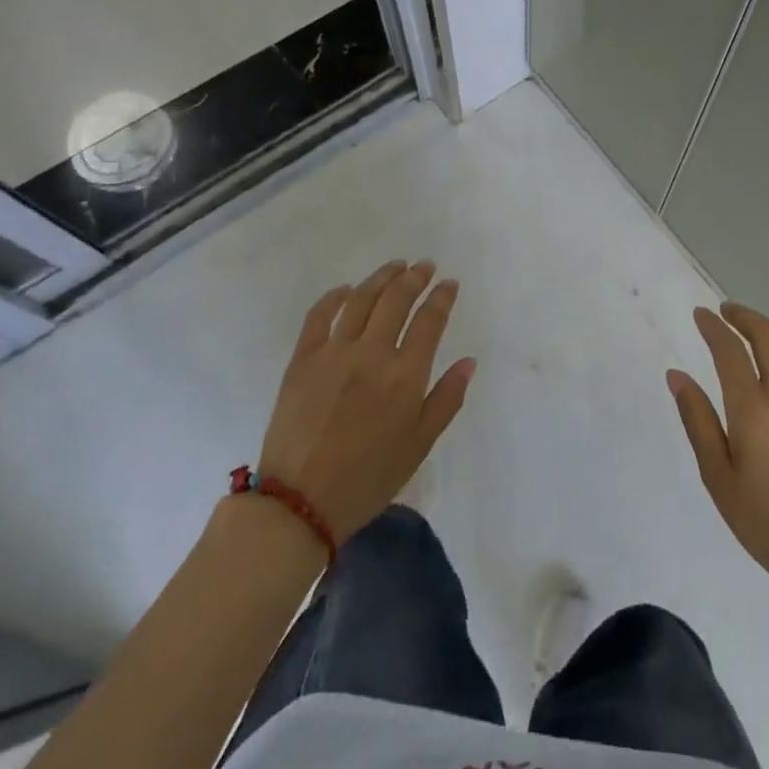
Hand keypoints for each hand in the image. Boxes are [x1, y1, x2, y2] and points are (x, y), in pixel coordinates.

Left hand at [259, 260, 475, 542]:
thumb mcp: (419, 445)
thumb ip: (447, 399)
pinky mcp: (303, 359)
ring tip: (395, 266)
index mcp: (405, 376)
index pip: (429, 321)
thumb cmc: (368, 478)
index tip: (449, 284)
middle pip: (396, 300)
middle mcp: (371, 354)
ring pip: (361, 299)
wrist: (300, 502)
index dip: (442, 297)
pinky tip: (347, 289)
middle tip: (425, 266)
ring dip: (381, 277)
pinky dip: (335, 296)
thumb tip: (468, 361)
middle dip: (415, 278)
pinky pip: (319, 315)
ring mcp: (334, 352)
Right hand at [669, 303, 768, 609]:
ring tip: (756, 326)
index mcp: (753, 411)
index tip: (701, 314)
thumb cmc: (765, 522)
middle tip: (727, 312)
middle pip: (768, 336)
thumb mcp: (717, 476)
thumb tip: (677, 375)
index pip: (730, 351)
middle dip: (745, 317)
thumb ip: (697, 420)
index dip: (713, 327)